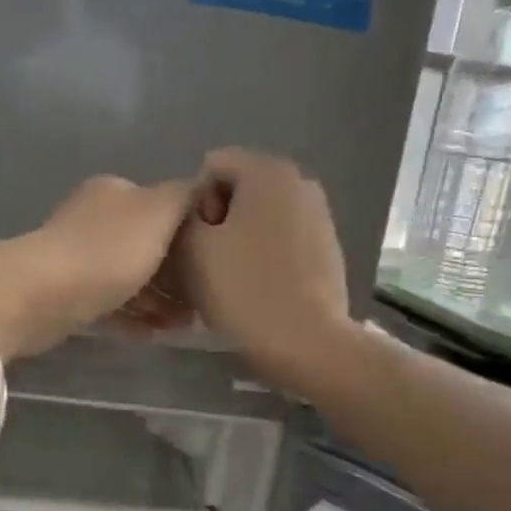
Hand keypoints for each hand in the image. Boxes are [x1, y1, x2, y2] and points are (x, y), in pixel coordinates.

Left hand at [0, 175, 196, 358]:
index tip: (215, 264)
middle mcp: (94, 219)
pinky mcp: (67, 295)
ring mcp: (77, 258)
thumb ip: (186, 196)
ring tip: (184, 326)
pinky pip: (110, 305)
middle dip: (177, 275)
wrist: (40, 295)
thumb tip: (205, 187)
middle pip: (147, 246)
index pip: (163, 208)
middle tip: (202, 303)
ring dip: (158, 301)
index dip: (191, 236)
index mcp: (115, 193)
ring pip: (129, 279)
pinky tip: (154, 334)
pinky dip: (133, 318)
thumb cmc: (107, 251)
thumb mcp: (159, 212)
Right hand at [176, 149, 353, 393]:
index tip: (197, 244)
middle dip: (217, 224)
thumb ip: (182, 216)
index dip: (193, 204)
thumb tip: (197, 216)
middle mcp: (300, 182)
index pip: (211, 167)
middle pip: (238, 193)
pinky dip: (265, 260)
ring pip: (260, 221)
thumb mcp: (191, 248)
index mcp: (268, 170)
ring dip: (240, 244)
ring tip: (232, 284)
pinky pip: (282, 243)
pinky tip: (260, 293)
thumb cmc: (244, 289)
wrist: (307, 343)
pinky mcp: (328, 251)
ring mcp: (320, 217)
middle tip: (208, 267)